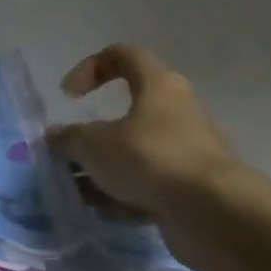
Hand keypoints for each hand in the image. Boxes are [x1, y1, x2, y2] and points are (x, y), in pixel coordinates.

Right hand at [51, 43, 244, 219]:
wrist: (215, 214)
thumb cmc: (150, 158)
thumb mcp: (94, 145)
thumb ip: (70, 138)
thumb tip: (55, 137)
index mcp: (158, 86)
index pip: (123, 55)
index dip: (90, 67)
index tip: (68, 96)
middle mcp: (177, 113)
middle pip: (128, 113)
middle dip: (93, 135)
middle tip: (70, 152)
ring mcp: (187, 152)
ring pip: (136, 153)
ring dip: (105, 169)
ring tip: (78, 189)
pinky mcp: (192, 188)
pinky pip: (149, 185)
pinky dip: (125, 196)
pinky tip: (103, 211)